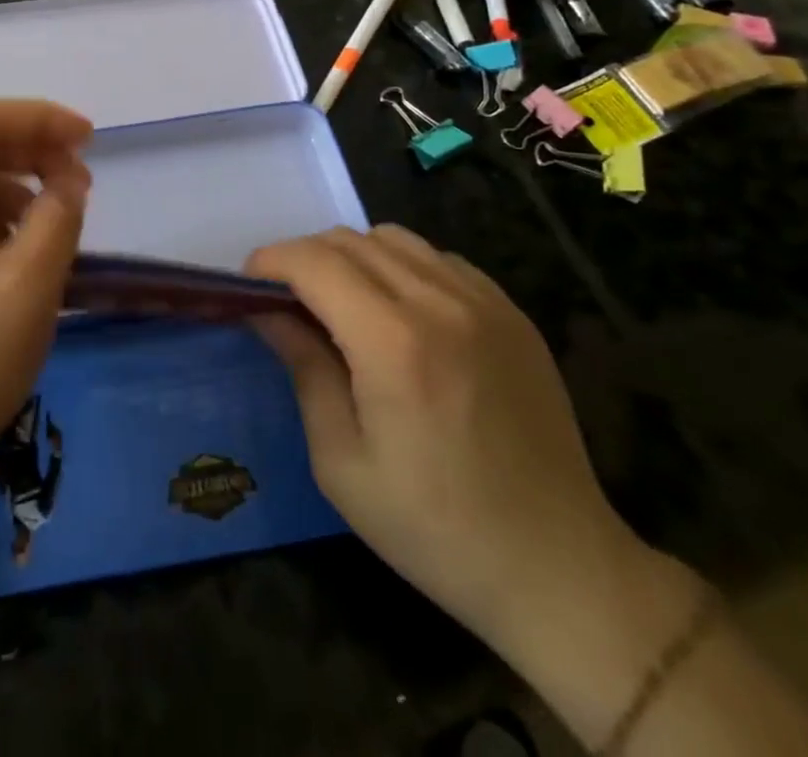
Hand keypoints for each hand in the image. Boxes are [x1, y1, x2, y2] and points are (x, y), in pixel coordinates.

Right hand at [248, 226, 641, 650]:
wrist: (558, 568)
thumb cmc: (434, 527)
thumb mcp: (342, 461)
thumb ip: (303, 368)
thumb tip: (266, 311)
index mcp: (393, 342)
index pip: (313, 261)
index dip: (270, 262)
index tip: (248, 285)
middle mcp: (440, 303)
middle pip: (349, 240)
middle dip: (304, 258)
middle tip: (287, 302)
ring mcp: (484, 302)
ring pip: (394, 239)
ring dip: (351, 257)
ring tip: (341, 304)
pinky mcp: (512, 313)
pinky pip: (439, 259)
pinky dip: (401, 267)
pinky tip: (401, 314)